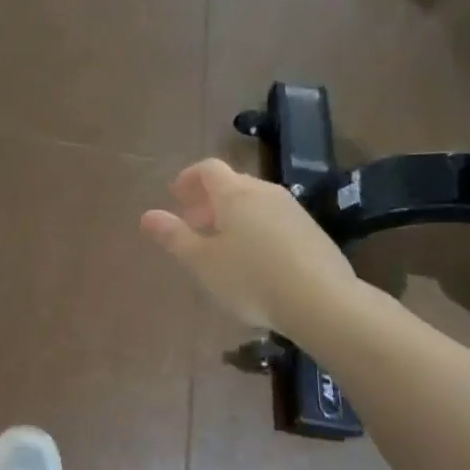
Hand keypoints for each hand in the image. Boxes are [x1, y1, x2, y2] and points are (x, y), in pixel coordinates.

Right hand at [141, 159, 355, 330]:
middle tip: (193, 223)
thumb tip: (147, 215)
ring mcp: (293, 211)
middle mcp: (265, 193)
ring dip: (232, 215)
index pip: (208, 168)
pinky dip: (256, 228)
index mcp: (235, 194)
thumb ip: (174, 236)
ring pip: (255, 203)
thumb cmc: (250, 278)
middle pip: (233, 184)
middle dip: (208, 200)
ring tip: (221, 245)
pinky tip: (254, 261)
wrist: (322, 301)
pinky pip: (274, 220)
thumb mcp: (202, 262)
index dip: (189, 178)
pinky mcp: (312, 232)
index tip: (175, 197)